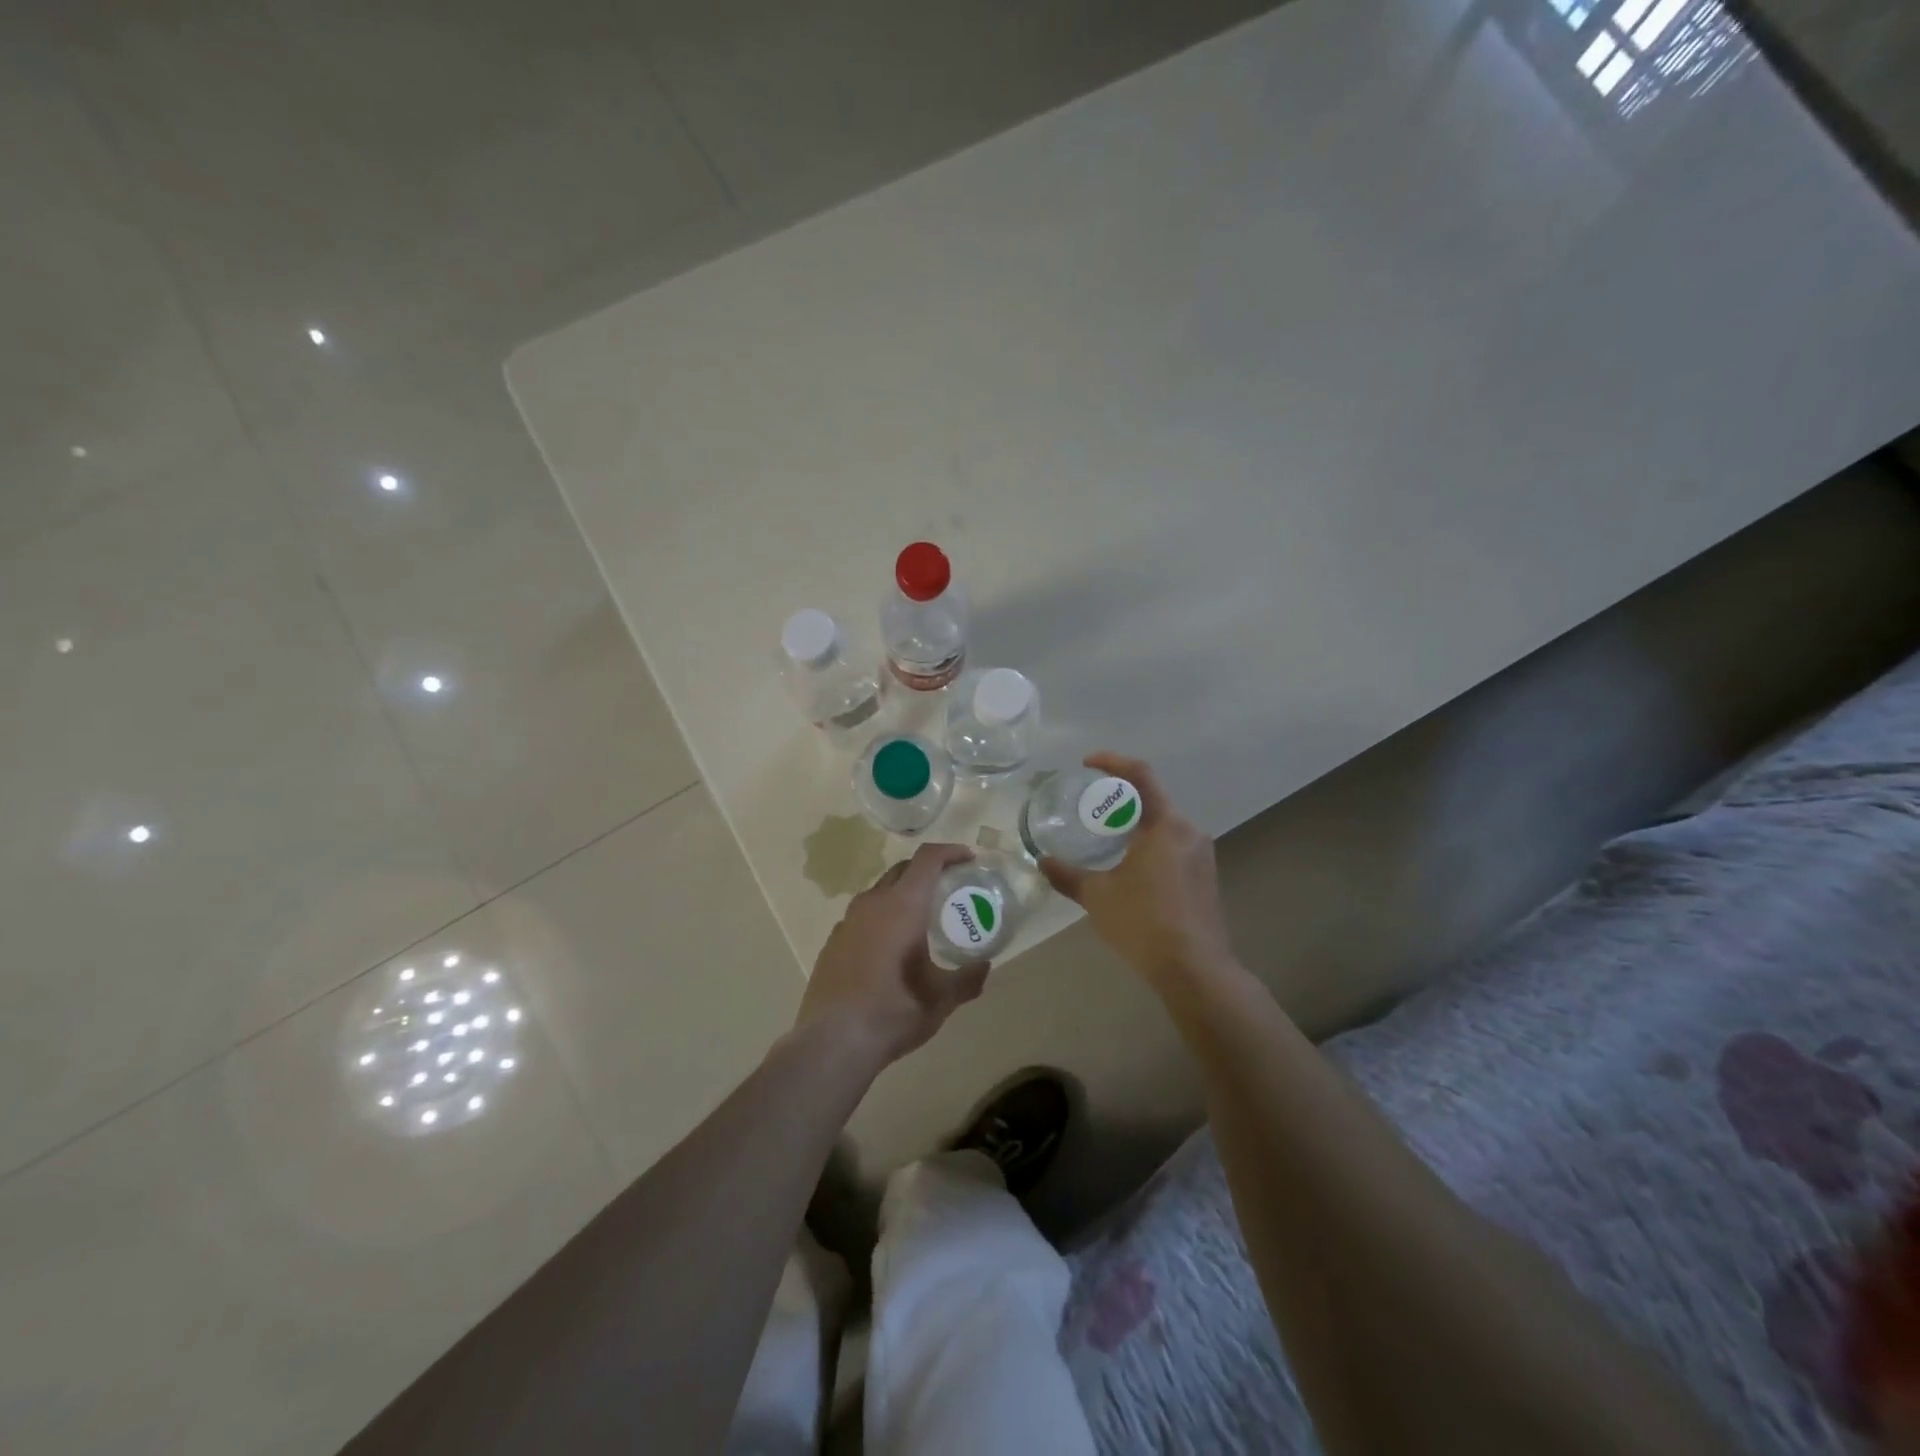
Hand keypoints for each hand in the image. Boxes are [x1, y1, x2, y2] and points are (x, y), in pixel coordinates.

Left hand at [795, 842, 988, 1071]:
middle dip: (928, 871)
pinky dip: (882, 918)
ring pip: (880, 892)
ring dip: (903, 894)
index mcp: (902, 906)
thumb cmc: (893, 1013)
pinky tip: (890, 948)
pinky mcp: (833, 941)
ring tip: (921, 919)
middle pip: (903, 870)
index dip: (950, 852)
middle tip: (949, 888)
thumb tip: (984, 967)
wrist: (831, 1042)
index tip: (969, 858)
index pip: (927, 859)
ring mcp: (847, 921)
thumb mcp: (940, 1000)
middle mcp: (873, 903)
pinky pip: (863, 916)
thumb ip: (967, 980)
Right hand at [1040, 752, 1236, 989]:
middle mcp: (1188, 831)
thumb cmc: (1143, 923)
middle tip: (1091, 806)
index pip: (1140, 775)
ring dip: (1136, 822)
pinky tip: (1131, 867)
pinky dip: (1150, 843)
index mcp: (1163, 825)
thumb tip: (1042, 861)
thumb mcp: (1097, 897)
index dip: (1113, 761)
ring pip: (1164, 823)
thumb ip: (1067, 875)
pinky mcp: (1206, 875)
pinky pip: (1174, 844)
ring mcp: (1202, 854)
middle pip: (1152, 799)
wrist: (1195, 970)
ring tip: (1107, 838)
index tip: (1088, 764)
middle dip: (1121, 798)